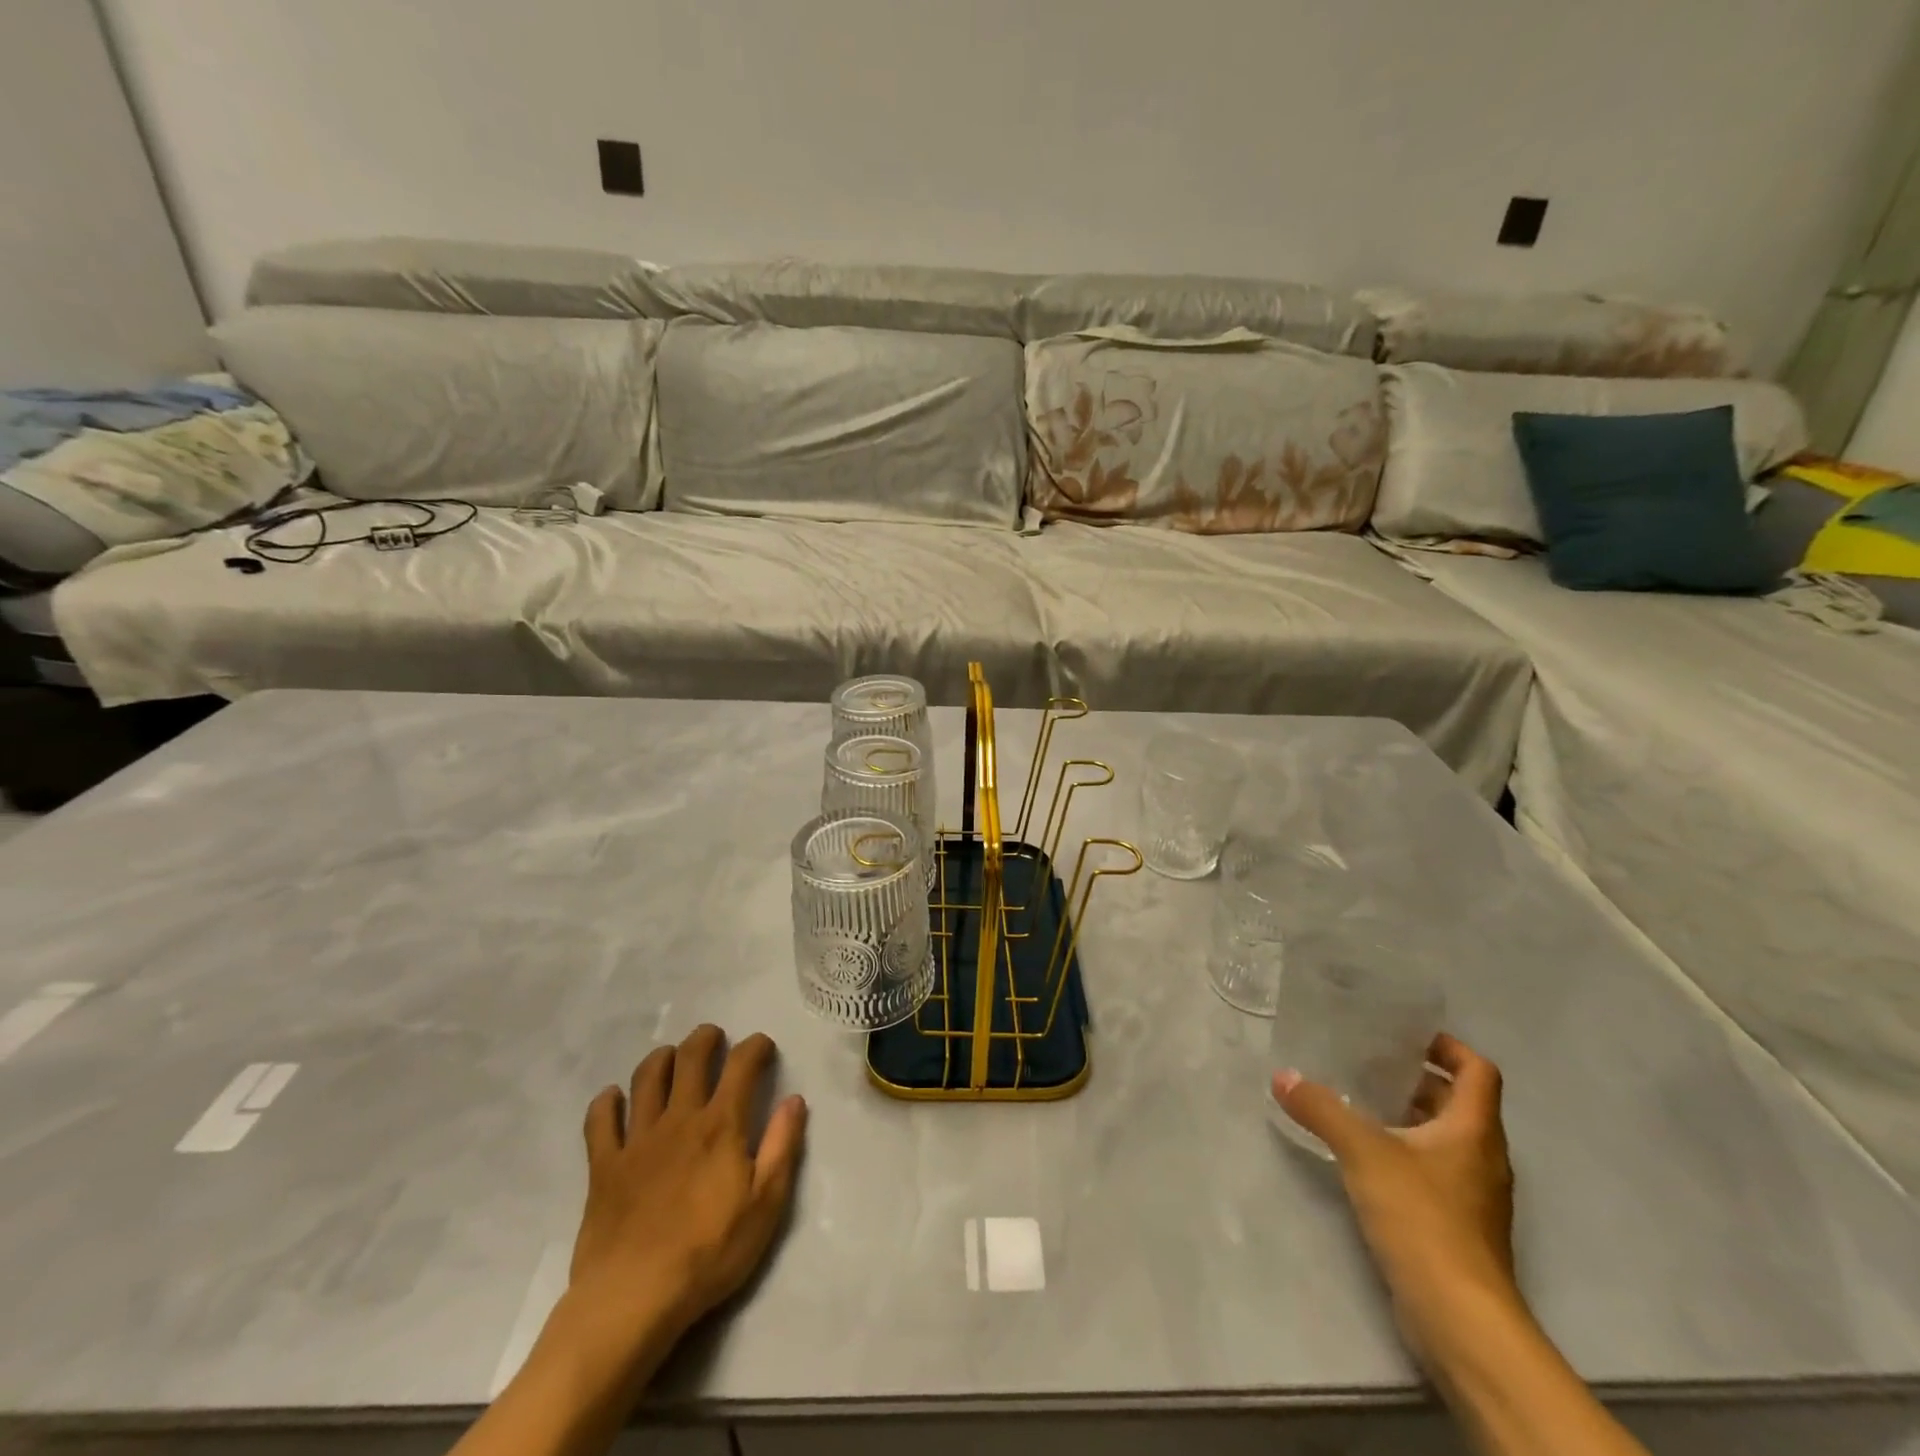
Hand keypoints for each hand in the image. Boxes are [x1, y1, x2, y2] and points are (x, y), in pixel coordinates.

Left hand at [450, 1027, 806, 1455]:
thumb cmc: (709, 1252)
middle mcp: (679, 1118)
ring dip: (661, 1058)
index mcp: (721, 1124)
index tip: (763, 1047)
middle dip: (705, 1039)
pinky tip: (613, 1098)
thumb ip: (783, 1146)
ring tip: (671, 1058)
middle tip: (714, 1038)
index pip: (741, 1064)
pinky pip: (600, 1121)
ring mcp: (637, 1139)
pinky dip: (606, 1103)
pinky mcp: (604, 1166)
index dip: (755, 1046)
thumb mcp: (766, 1204)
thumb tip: (795, 1100)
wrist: (634, 1298)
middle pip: (690, 1057)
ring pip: (647, 1078)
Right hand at [1274, 1033, 1516, 1354]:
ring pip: (1445, 1138)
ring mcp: (1474, 1195)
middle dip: (1417, 1079)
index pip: (1477, 1071)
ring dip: (1409, 1116)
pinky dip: (1405, 1151)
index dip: (1448, 1046)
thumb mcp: (1364, 1152)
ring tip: (1358, 1101)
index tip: (1407, 1035)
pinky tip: (1364, 1155)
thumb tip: (1282, 1076)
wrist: (1460, 1317)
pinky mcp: (1457, 1225)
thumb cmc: (1423, 1218)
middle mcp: (1482, 1157)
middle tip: (1367, 1062)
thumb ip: (1322, 1109)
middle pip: (1459, 1103)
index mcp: (1474, 1131)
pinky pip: (1434, 1170)